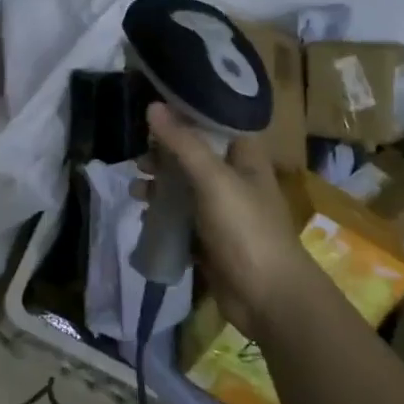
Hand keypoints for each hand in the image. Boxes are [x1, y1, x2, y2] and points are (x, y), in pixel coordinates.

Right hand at [145, 104, 311, 336]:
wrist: (267, 297)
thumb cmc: (246, 229)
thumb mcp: (213, 180)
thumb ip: (183, 144)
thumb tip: (152, 106)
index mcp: (246, 158)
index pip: (216, 124)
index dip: (188, 114)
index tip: (155, 108)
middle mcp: (235, 180)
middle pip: (195, 155)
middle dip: (165, 154)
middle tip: (140, 157)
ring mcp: (222, 211)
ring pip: (184, 188)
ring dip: (160, 185)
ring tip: (136, 188)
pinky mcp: (209, 238)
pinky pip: (181, 218)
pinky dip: (163, 214)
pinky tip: (143, 214)